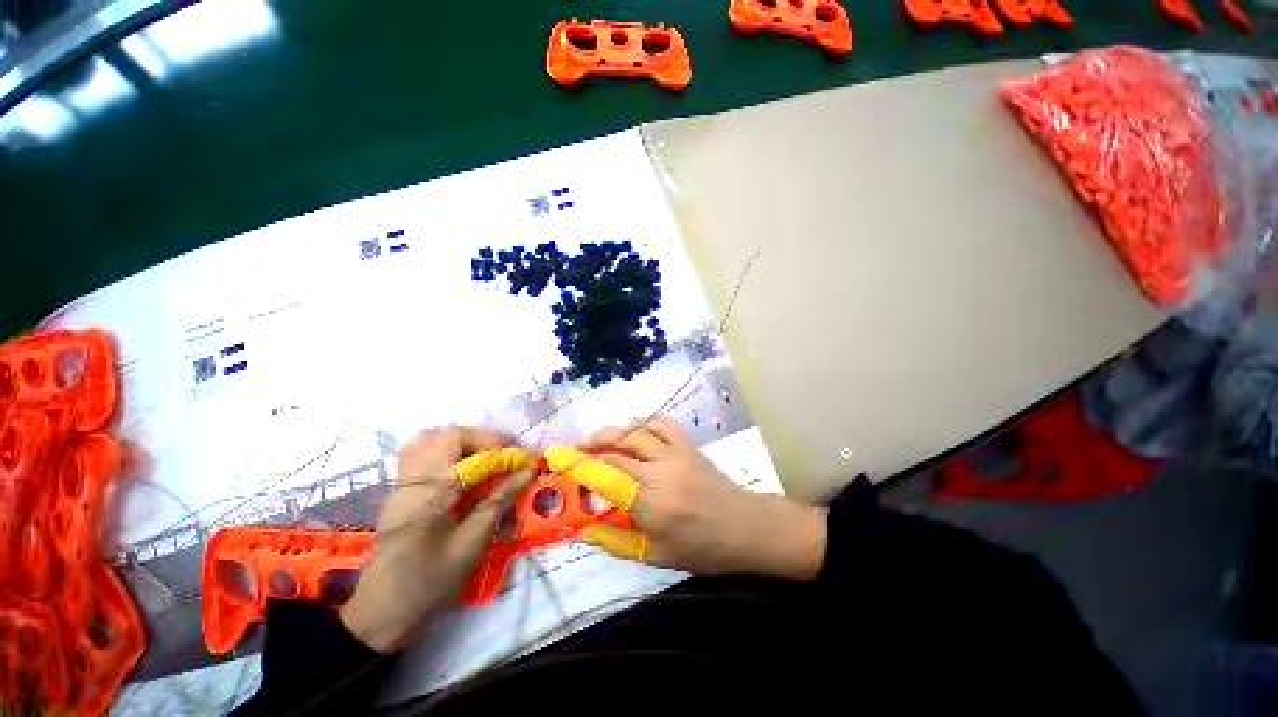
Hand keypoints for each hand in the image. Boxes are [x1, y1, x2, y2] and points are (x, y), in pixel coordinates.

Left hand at [339, 426, 533, 651]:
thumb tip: (528, 471)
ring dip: (462, 441)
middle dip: (483, 439)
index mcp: (432, 493)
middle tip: (504, 455)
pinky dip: (445, 451)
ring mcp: (401, 484)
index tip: (526, 460)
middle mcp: (413, 480)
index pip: (472, 454)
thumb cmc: (429, 582)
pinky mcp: (399, 492)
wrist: (379, 615)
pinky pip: (420, 454)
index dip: (504, 452)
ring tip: (484, 457)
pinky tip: (461, 471)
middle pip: (447, 435)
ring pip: (429, 439)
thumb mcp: (471, 543)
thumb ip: (499, 500)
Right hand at [577, 418, 825, 579]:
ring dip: (611, 432)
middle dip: (588, 447)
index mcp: (652, 503)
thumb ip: (617, 542)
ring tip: (596, 441)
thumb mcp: (656, 556)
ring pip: (636, 431)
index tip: (558, 460)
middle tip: (572, 452)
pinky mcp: (688, 445)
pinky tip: (633, 432)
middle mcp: (661, 471)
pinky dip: (642, 424)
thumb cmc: (702, 549)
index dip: (578, 466)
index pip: (606, 476)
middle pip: (616, 449)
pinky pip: (661, 424)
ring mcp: (676, 453)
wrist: (746, 527)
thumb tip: (584, 529)